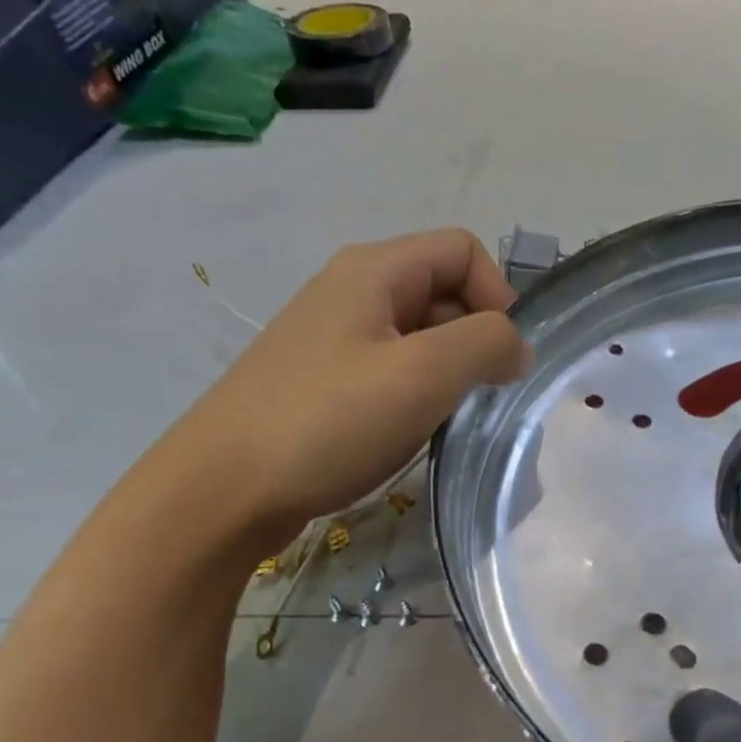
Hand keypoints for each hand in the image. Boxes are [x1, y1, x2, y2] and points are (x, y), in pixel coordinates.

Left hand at [166, 229, 529, 549]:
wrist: (222, 490)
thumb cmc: (327, 422)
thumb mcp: (423, 375)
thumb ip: (487, 345)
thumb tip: (518, 347)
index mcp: (374, 270)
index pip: (464, 251)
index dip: (498, 297)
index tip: (501, 360)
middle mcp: (353, 291)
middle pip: (444, 292)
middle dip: (475, 341)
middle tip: (477, 399)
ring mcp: (334, 338)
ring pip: (421, 338)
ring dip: (448, 375)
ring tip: (442, 421)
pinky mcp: (324, 381)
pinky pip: (393, 371)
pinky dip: (417, 396)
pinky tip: (408, 434)